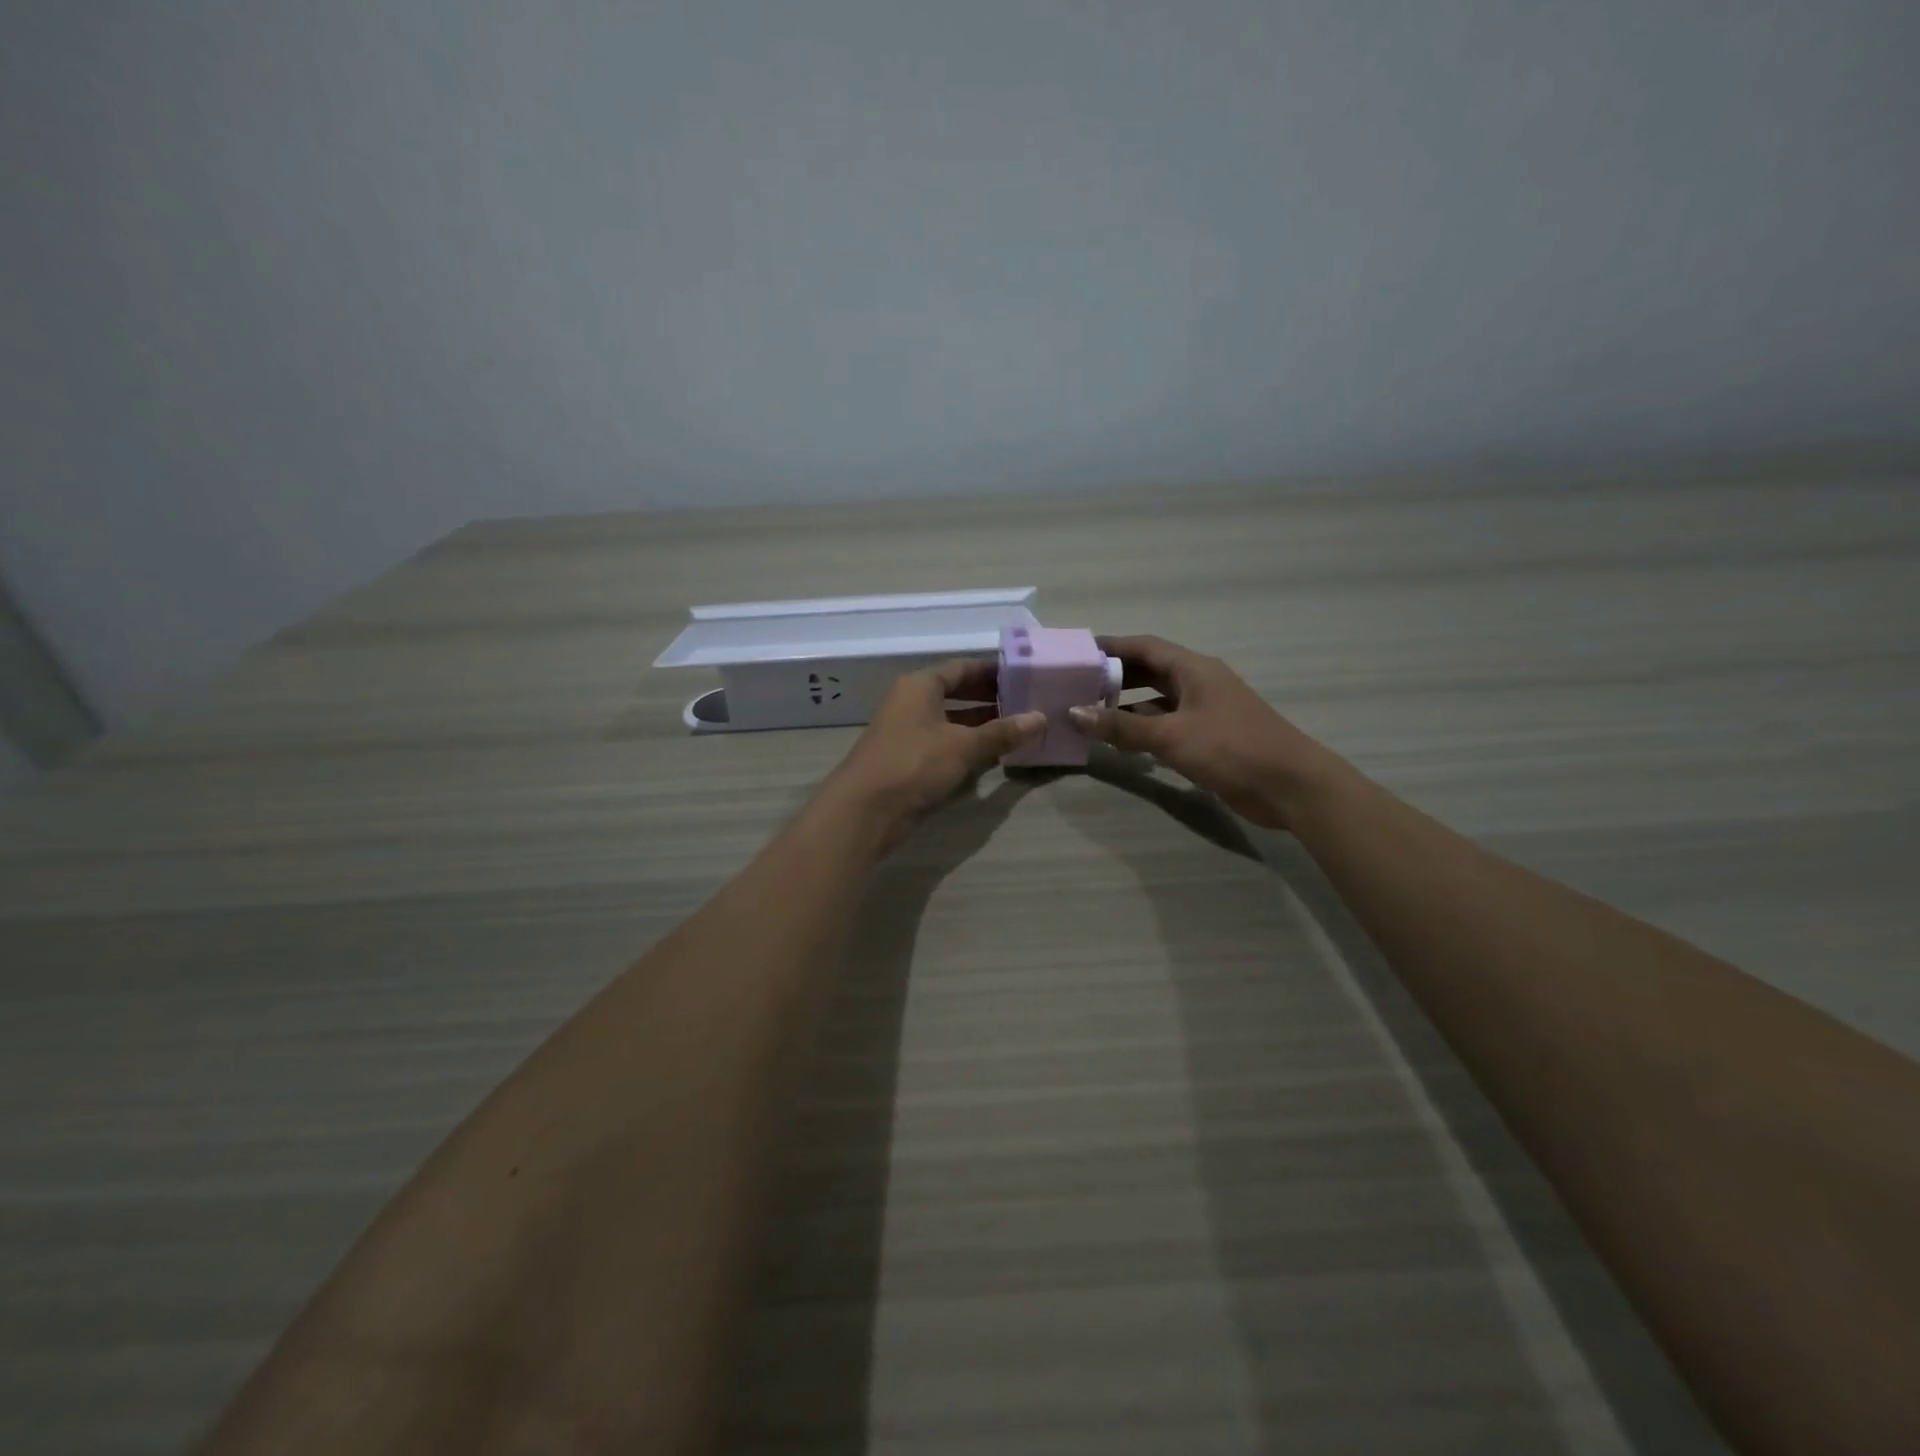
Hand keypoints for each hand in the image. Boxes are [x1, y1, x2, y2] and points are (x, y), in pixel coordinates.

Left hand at [820, 658, 1044, 851]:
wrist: (865, 811)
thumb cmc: (914, 764)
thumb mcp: (963, 746)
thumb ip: (1002, 732)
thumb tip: (1041, 718)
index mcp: (920, 686)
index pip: (962, 668)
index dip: (993, 671)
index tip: (1025, 675)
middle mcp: (912, 703)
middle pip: (956, 693)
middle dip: (990, 699)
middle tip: (1027, 703)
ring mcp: (908, 733)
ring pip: (952, 722)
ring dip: (982, 726)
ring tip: (1020, 730)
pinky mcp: (909, 762)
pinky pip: (945, 746)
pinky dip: (968, 748)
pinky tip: (995, 757)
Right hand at [1067, 635, 1340, 829]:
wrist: (1289, 786)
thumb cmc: (1231, 748)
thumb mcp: (1171, 735)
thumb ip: (1122, 725)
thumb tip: (1074, 713)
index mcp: (1193, 669)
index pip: (1144, 647)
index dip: (1111, 647)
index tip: (1078, 653)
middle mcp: (1198, 683)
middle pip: (1149, 671)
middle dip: (1114, 677)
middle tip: (1076, 686)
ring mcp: (1204, 711)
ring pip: (1156, 701)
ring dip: (1126, 706)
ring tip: (1089, 714)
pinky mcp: (1208, 738)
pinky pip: (1166, 725)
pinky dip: (1143, 730)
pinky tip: (1120, 743)